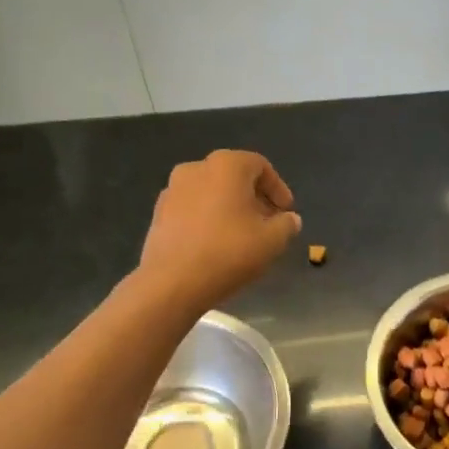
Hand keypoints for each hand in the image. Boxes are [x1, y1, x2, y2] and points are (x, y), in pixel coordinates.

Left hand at [137, 151, 301, 311]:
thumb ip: (287, 225)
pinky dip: (208, 218)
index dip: (278, 189)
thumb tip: (290, 219)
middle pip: (234, 177)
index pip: (261, 166)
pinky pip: (192, 208)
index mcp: (227, 165)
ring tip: (242, 234)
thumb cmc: (228, 252)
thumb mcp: (272, 241)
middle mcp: (197, 168)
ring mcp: (173, 189)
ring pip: (211, 192)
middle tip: (268, 222)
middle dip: (254, 198)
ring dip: (230, 207)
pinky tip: (215, 243)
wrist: (171, 282)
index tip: (286, 212)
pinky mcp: (158, 212)